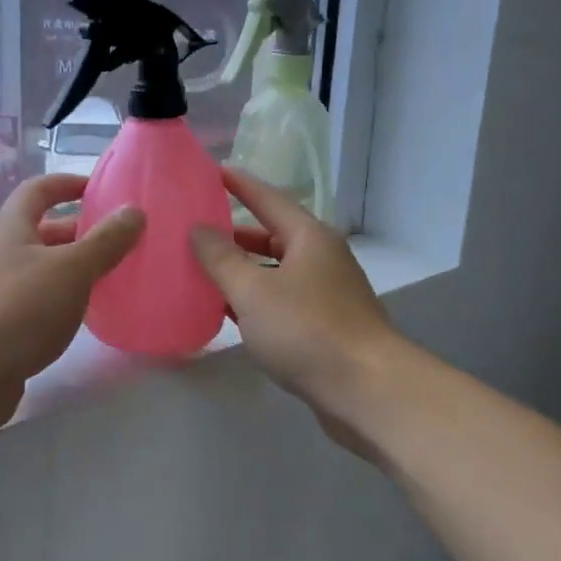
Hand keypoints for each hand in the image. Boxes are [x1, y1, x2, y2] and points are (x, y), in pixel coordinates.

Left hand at [0, 174, 143, 434]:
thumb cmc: (18, 307)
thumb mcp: (70, 269)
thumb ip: (105, 241)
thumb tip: (134, 211)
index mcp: (13, 227)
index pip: (39, 190)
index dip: (68, 183)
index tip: (101, 188)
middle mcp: (3, 253)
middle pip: (44, 231)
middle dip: (82, 231)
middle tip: (123, 240)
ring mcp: (0, 292)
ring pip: (45, 270)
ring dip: (76, 269)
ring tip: (115, 277)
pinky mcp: (3, 327)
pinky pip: (40, 303)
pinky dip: (65, 301)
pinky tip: (88, 316)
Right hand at [190, 168, 397, 422]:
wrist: (366, 390)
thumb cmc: (306, 330)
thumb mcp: (253, 291)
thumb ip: (221, 259)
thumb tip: (198, 229)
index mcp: (309, 237)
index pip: (268, 198)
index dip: (239, 184)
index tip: (212, 170)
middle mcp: (321, 258)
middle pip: (271, 236)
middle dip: (234, 234)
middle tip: (194, 230)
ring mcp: (326, 294)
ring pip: (275, 272)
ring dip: (242, 271)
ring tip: (201, 270)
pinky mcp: (325, 327)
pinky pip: (281, 302)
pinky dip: (254, 301)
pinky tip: (227, 312)